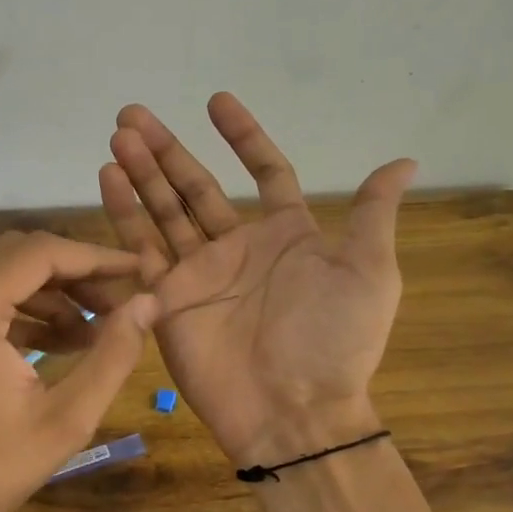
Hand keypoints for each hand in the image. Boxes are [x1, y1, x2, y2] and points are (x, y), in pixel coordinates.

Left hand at [0, 230, 157, 511]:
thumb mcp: (67, 418)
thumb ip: (113, 354)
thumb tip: (149, 303)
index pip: (40, 253)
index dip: (94, 258)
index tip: (136, 271)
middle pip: (18, 254)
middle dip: (73, 274)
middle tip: (116, 306)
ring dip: (49, 293)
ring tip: (92, 332)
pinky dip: (21, 309)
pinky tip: (57, 342)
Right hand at [98, 93, 415, 466]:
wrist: (293, 410)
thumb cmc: (334, 339)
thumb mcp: (368, 272)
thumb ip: (372, 215)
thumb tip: (404, 161)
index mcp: (286, 237)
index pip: (263, 173)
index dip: (243, 137)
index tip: (216, 101)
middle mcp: (238, 249)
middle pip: (196, 188)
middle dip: (168, 151)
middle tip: (133, 113)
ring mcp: (198, 274)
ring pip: (164, 212)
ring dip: (141, 173)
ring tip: (118, 135)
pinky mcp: (167, 299)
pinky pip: (141, 249)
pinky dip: (124, 214)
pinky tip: (108, 177)